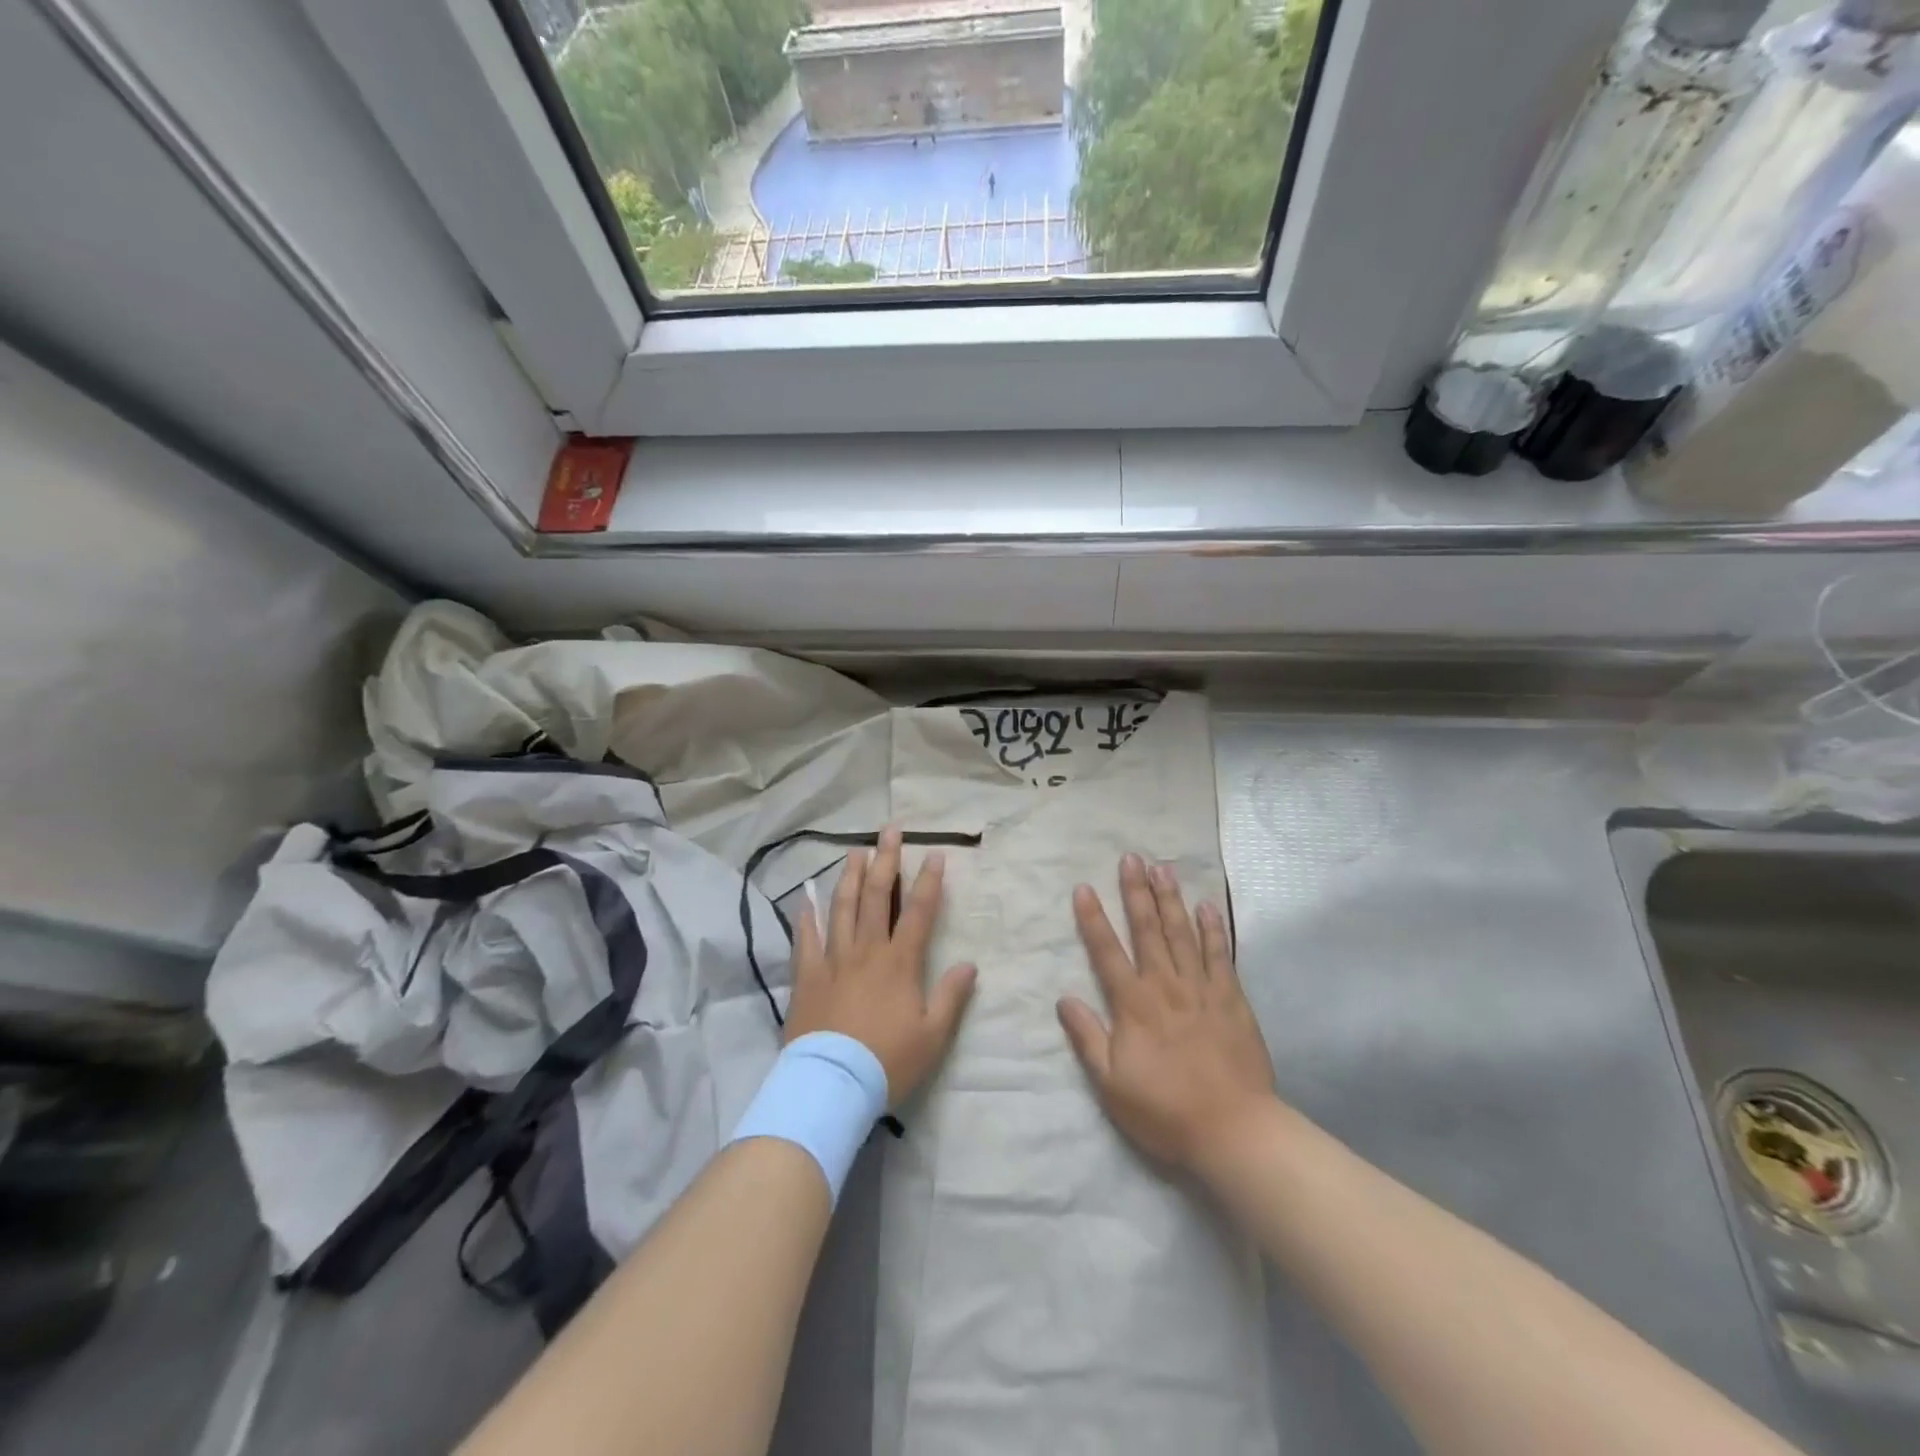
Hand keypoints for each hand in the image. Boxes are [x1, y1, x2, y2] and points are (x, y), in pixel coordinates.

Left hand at [784, 827, 976, 1107]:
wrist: (831, 1084)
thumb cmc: (887, 1061)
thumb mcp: (933, 1036)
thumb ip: (951, 997)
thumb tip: (970, 964)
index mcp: (900, 962)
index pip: (919, 911)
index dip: (928, 881)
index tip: (933, 853)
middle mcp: (866, 951)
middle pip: (877, 896)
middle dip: (885, 860)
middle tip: (889, 830)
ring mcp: (832, 960)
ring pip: (842, 907)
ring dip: (850, 876)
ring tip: (854, 850)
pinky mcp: (806, 976)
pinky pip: (805, 939)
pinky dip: (806, 916)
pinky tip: (806, 897)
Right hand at [1058, 854, 1276, 1172]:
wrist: (1233, 1129)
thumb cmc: (1165, 1110)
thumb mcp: (1111, 1083)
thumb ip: (1087, 1037)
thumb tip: (1064, 999)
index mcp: (1134, 1005)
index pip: (1107, 952)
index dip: (1093, 919)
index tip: (1084, 888)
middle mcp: (1165, 986)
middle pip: (1147, 930)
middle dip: (1136, 892)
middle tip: (1131, 858)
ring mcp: (1202, 989)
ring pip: (1182, 934)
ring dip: (1170, 900)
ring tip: (1163, 868)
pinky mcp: (1232, 999)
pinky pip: (1220, 956)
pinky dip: (1213, 930)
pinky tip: (1207, 906)